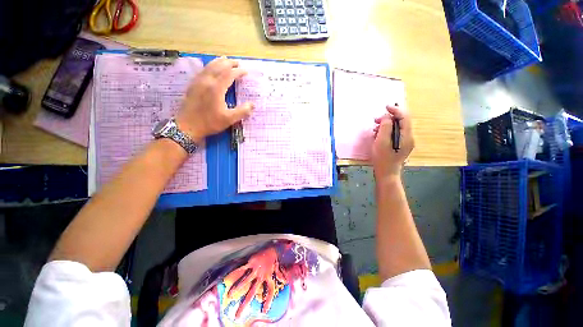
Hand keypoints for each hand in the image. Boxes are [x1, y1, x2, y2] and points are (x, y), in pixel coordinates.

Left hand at [176, 57, 253, 140]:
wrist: (187, 126)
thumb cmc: (210, 123)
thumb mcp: (229, 119)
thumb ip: (242, 111)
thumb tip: (253, 105)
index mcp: (216, 88)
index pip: (229, 74)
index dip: (238, 72)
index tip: (246, 72)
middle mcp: (207, 81)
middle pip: (219, 67)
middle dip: (229, 63)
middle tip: (238, 63)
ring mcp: (198, 82)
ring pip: (209, 67)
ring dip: (218, 62)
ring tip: (225, 60)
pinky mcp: (192, 85)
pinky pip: (202, 71)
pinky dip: (209, 66)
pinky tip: (210, 68)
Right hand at [223, 247, 284, 318]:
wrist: (271, 247)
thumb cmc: (273, 258)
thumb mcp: (277, 267)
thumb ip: (280, 275)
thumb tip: (285, 281)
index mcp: (268, 277)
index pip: (269, 290)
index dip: (268, 300)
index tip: (264, 311)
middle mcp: (261, 275)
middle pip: (253, 291)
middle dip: (245, 303)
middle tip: (237, 314)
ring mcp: (256, 269)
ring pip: (246, 281)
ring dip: (238, 288)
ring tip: (230, 296)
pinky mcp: (251, 262)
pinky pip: (242, 269)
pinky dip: (236, 273)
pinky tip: (228, 276)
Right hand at [372, 105, 413, 179]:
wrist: (386, 173)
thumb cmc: (382, 159)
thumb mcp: (381, 142)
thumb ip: (385, 127)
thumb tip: (387, 117)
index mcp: (407, 136)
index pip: (404, 117)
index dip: (395, 110)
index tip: (385, 107)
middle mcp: (409, 137)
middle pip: (401, 122)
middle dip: (388, 118)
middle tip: (375, 120)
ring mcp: (405, 142)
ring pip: (397, 127)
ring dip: (386, 125)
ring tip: (374, 129)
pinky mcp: (400, 145)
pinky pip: (394, 134)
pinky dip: (386, 132)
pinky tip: (377, 135)